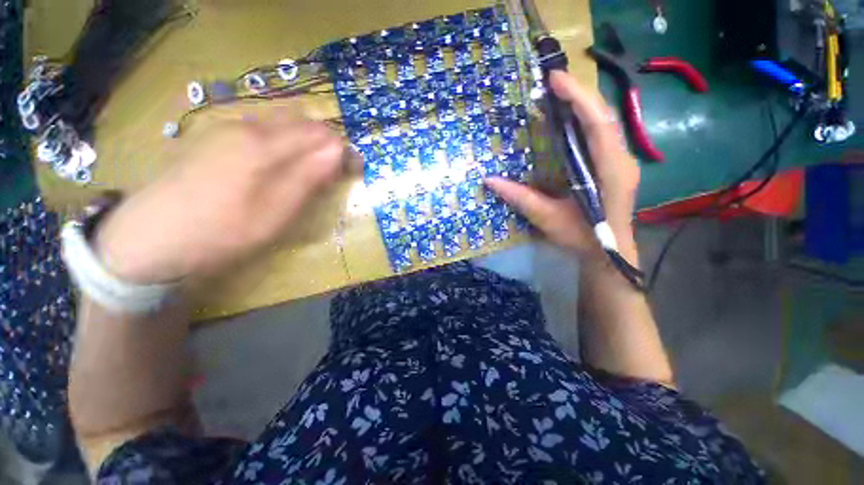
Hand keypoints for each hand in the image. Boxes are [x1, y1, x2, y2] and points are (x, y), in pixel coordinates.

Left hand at [96, 116, 351, 283]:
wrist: (147, 238)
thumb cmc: (221, 230)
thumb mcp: (277, 211)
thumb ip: (309, 177)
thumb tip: (339, 151)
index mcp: (263, 143)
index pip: (320, 133)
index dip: (343, 150)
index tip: (354, 171)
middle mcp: (246, 126)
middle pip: (302, 123)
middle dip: (326, 146)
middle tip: (333, 175)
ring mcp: (227, 130)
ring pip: (282, 126)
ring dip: (305, 146)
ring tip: (309, 174)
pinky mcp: (215, 140)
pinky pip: (262, 133)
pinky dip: (283, 146)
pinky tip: (277, 169)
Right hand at [484, 71, 639, 263]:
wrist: (609, 254)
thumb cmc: (582, 238)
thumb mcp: (548, 219)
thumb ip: (520, 198)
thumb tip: (489, 181)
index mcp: (611, 170)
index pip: (599, 124)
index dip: (579, 98)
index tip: (556, 80)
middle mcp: (621, 159)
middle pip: (604, 116)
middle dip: (579, 95)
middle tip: (552, 83)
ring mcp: (621, 161)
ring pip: (605, 123)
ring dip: (583, 105)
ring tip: (558, 95)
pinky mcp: (614, 165)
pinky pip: (602, 135)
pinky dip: (585, 122)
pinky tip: (568, 121)